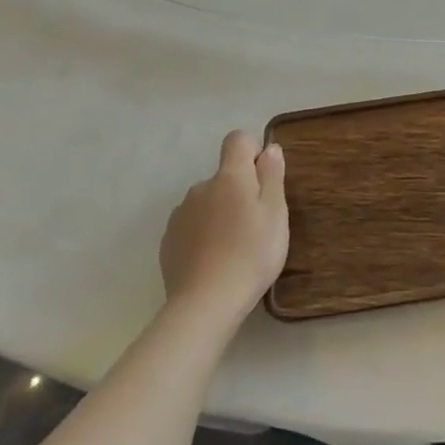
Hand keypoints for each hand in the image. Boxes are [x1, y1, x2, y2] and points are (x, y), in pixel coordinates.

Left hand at [159, 131, 288, 323]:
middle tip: (256, 224)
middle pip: (224, 176)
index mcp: (229, 177)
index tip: (264, 179)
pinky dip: (204, 234)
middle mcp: (200, 187)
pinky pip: (192, 225)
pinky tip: (214, 260)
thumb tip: (269, 148)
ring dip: (221, 213)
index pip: (237, 140)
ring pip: (207, 202)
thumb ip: (272, 175)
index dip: (252, 152)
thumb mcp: (276, 213)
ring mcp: (180, 214)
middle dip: (239, 190)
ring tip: (234, 247)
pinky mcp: (168, 241)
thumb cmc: (251, 253)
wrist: (205, 303)